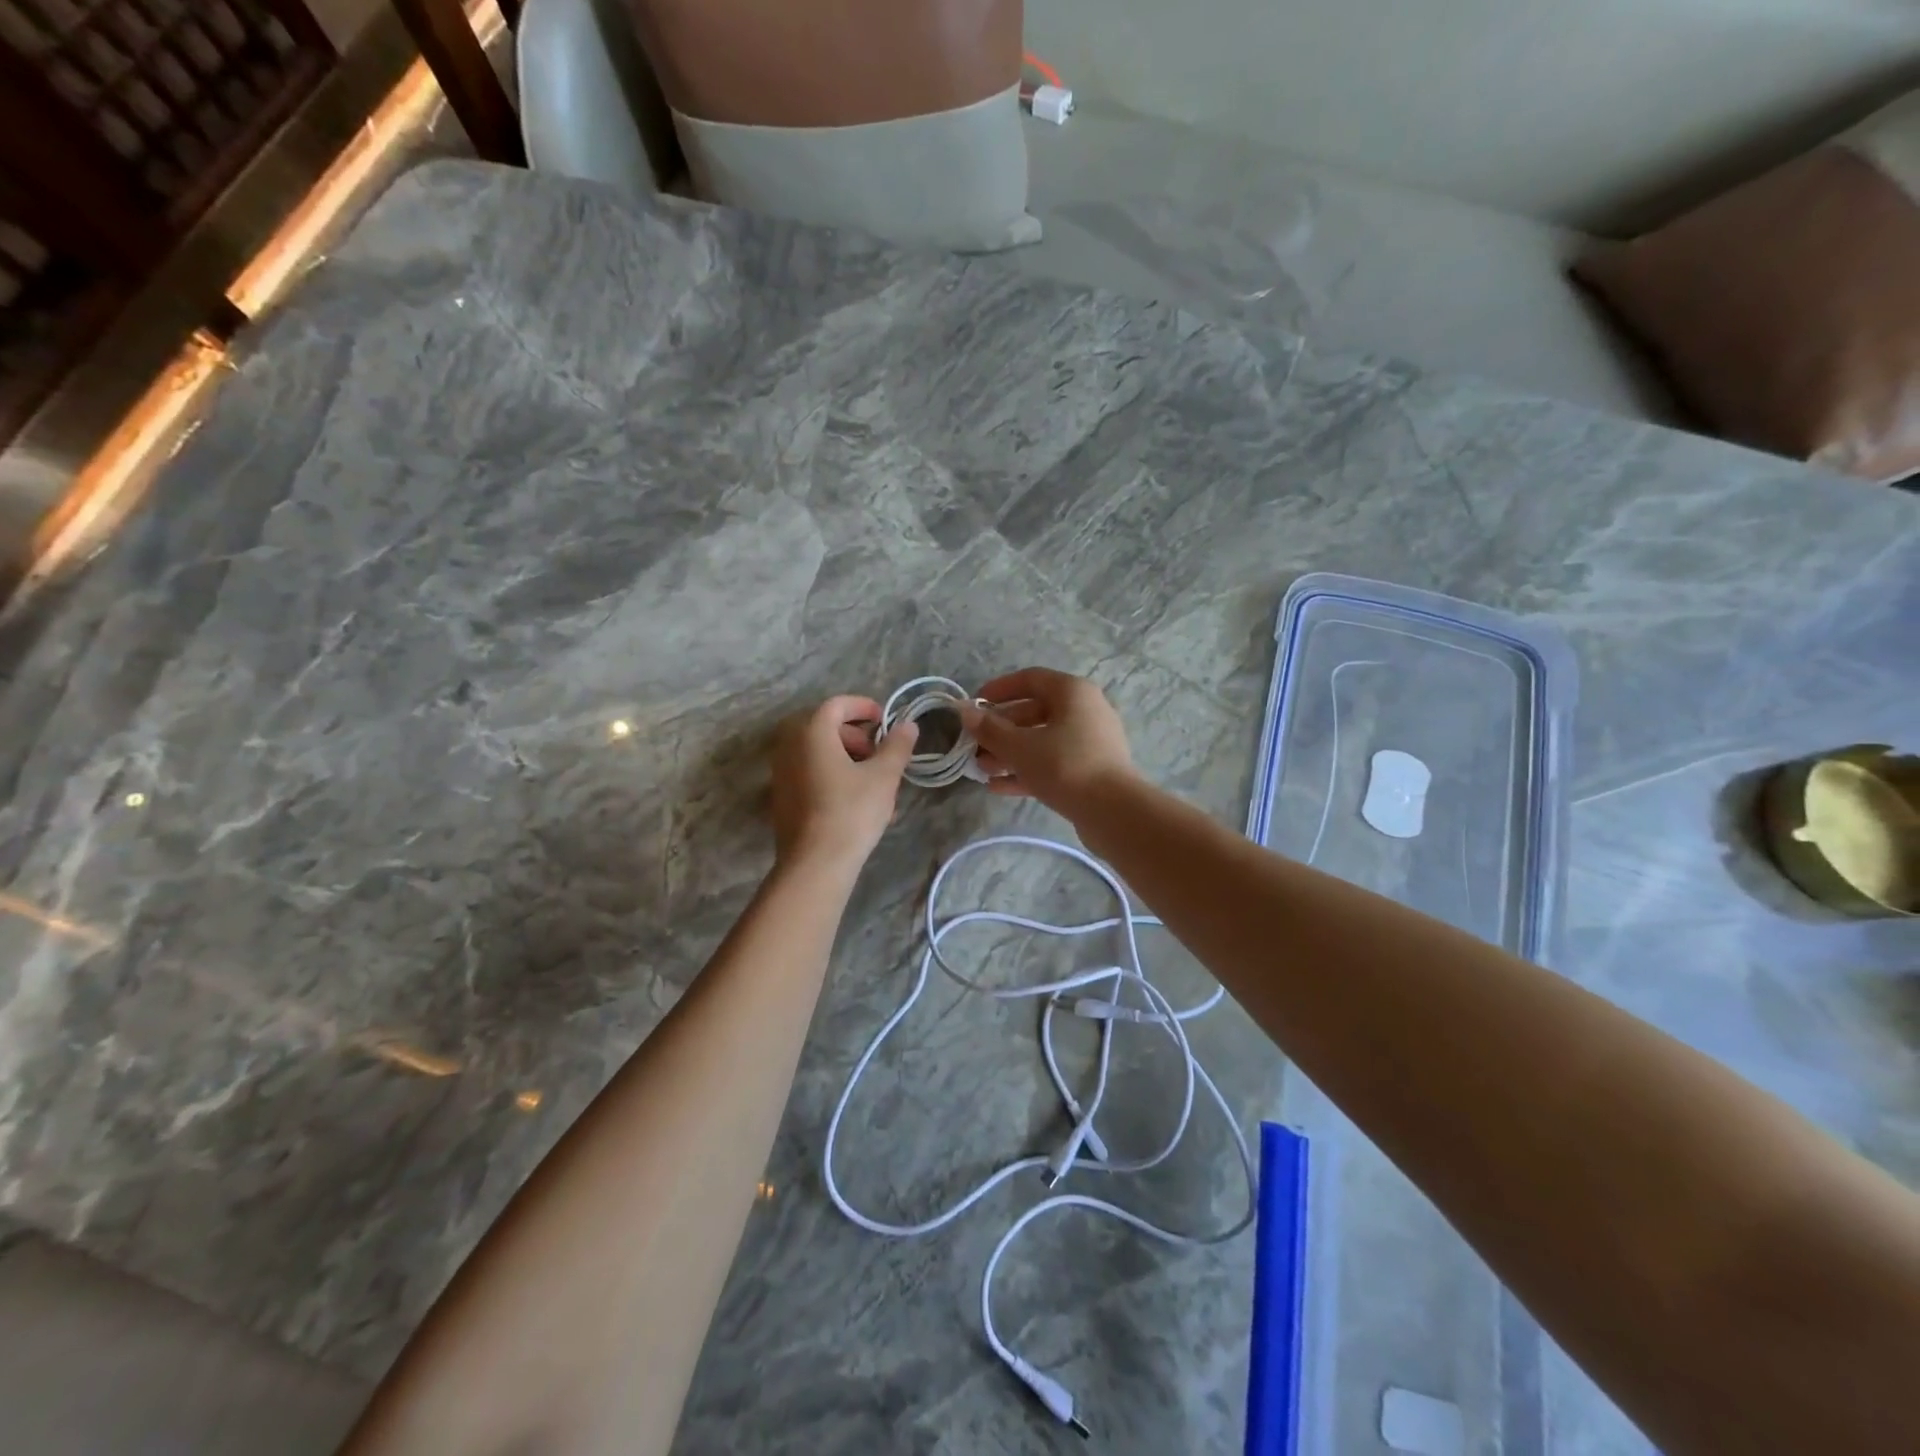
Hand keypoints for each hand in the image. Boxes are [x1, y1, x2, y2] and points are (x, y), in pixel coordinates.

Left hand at [771, 695, 918, 873]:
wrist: (815, 863)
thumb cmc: (851, 811)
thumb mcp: (884, 776)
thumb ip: (897, 746)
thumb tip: (908, 725)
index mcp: (811, 732)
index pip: (836, 705)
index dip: (862, 706)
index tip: (883, 719)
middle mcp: (789, 746)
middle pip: (824, 727)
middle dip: (855, 735)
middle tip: (878, 753)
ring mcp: (781, 773)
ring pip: (817, 752)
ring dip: (845, 757)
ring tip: (873, 781)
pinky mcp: (781, 798)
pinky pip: (809, 773)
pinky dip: (832, 775)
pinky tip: (856, 801)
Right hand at [959, 668, 1137, 820]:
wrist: (1113, 811)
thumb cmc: (1064, 766)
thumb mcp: (1019, 747)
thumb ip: (990, 729)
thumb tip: (965, 712)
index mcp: (1072, 692)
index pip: (1030, 679)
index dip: (999, 689)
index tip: (974, 704)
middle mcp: (1085, 710)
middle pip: (1034, 712)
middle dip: (1001, 729)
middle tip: (975, 745)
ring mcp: (1091, 741)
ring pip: (1042, 740)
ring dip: (1011, 753)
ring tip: (983, 769)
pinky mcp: (1091, 769)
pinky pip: (1053, 762)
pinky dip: (1028, 770)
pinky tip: (999, 787)